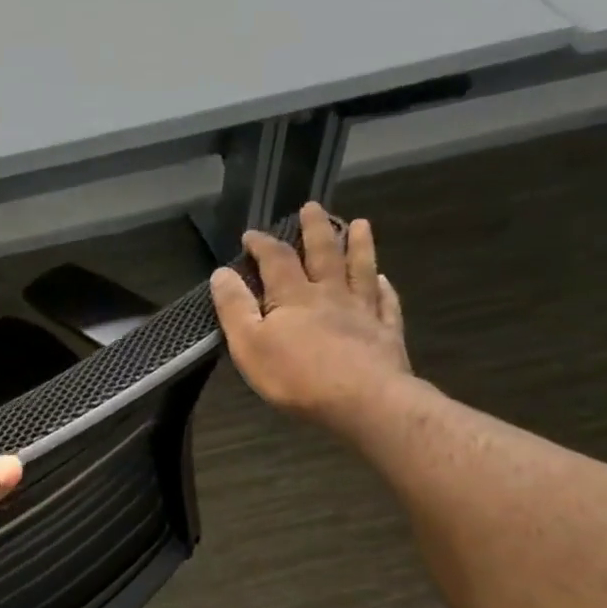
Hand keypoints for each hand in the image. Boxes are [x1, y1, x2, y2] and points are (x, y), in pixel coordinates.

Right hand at [211, 203, 412, 432]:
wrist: (363, 400)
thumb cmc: (297, 376)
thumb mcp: (249, 344)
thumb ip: (234, 308)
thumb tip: (221, 273)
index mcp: (294, 296)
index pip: (275, 259)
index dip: (262, 244)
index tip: (251, 234)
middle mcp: (330, 294)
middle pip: (323, 253)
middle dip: (315, 229)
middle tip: (313, 207)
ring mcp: (363, 311)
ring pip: (361, 269)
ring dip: (359, 246)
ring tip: (360, 224)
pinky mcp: (385, 333)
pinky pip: (386, 303)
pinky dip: (385, 288)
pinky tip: (385, 280)